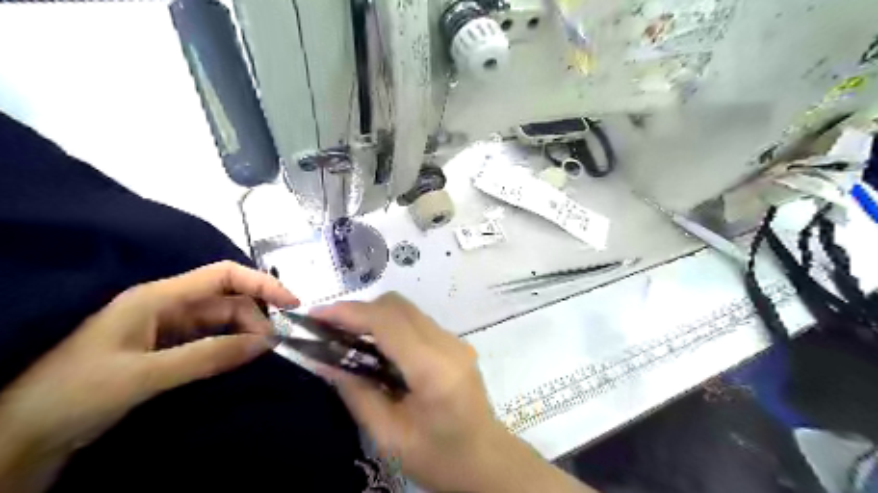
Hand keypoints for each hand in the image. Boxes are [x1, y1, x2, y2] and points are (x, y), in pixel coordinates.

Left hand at [1, 260, 298, 491]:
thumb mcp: (144, 374)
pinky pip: (212, 339)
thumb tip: (266, 343)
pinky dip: (231, 347)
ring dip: (246, 334)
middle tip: (273, 346)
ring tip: (261, 355)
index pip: (223, 275)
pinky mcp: (168, 348)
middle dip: (256, 317)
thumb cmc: (76, 392)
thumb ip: (208, 356)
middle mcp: (168, 305)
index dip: (261, 282)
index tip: (292, 303)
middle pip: (228, 299)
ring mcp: (168, 327)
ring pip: (223, 320)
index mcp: (159, 297)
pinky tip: (241, 360)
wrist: (24, 434)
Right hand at [315, 294, 597, 490]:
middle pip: (398, 306)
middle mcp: (448, 345)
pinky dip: (392, 326)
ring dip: (375, 317)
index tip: (318, 315)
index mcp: (433, 369)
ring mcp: (455, 341)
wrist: (486, 459)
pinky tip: (378, 349)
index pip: (388, 322)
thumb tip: (324, 361)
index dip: (350, 312)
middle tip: (331, 330)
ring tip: (349, 339)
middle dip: (361, 311)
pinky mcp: (455, 344)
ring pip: (408, 310)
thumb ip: (357, 393)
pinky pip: (417, 322)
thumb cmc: (438, 457)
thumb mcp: (389, 436)